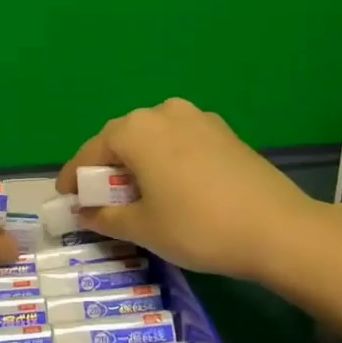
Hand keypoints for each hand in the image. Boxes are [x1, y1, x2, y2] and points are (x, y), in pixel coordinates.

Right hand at [57, 98, 311, 282]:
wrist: (277, 229)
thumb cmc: (197, 227)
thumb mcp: (142, 228)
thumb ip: (104, 216)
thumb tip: (85, 211)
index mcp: (135, 130)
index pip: (90, 152)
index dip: (73, 177)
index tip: (64, 198)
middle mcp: (163, 113)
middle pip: (121, 139)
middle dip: (106, 167)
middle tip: (99, 198)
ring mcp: (197, 118)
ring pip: (153, 137)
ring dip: (138, 161)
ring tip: (137, 192)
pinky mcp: (223, 131)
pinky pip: (180, 141)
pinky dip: (166, 159)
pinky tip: (173, 185)